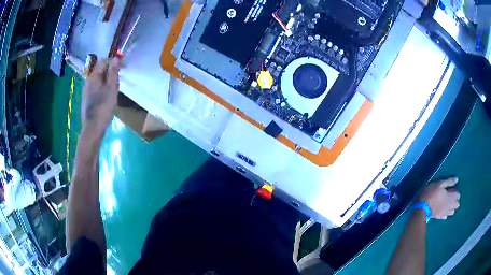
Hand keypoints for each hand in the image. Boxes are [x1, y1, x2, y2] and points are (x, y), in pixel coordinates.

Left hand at [81, 58, 122, 136]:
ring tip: (114, 87)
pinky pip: (96, 87)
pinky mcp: (87, 99)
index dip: (114, 61)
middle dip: (110, 70)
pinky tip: (107, 95)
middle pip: (100, 70)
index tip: (124, 66)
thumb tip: (116, 58)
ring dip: (107, 79)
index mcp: (94, 77)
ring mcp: (87, 90)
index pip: (104, 61)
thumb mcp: (111, 89)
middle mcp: (88, 81)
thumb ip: (113, 73)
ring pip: (98, 79)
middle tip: (120, 78)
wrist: (92, 128)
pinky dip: (103, 86)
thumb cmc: (103, 108)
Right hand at [419, 178, 459, 218]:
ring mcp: (444, 212)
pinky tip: (444, 211)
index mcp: (450, 197)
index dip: (456, 192)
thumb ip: (449, 182)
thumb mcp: (439, 184)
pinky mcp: (439, 217)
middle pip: (456, 205)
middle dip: (455, 201)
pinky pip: (445, 216)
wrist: (421, 208)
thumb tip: (456, 179)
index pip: (458, 195)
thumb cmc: (430, 193)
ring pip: (452, 212)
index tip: (452, 190)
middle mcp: (449, 206)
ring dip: (452, 208)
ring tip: (448, 204)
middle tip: (451, 197)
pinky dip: (446, 214)